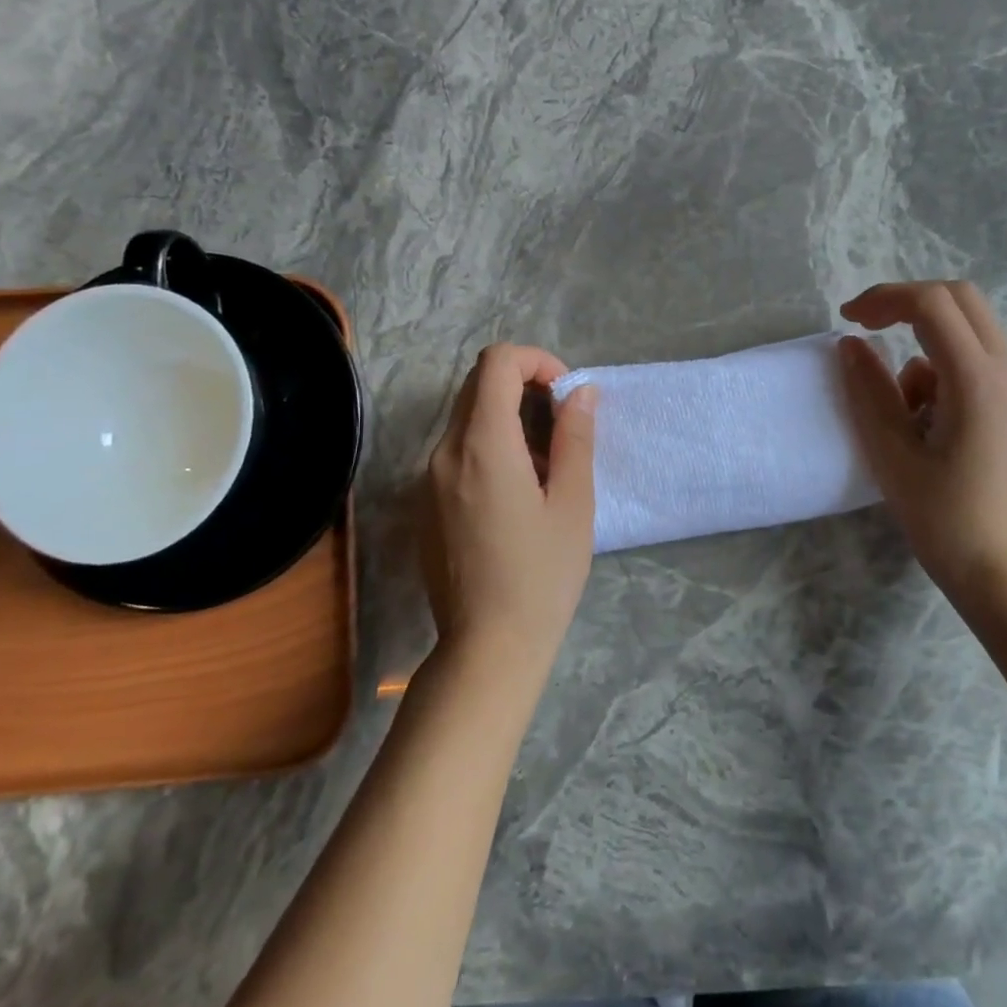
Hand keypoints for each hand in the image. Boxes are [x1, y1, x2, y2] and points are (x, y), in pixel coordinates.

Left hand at [422, 345, 596, 671]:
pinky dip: (489, 447)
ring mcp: (428, 479)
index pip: (496, 363)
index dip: (537, 361)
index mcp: (482, 445)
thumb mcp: (573, 504)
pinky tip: (517, 494)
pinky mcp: (426, 503)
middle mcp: (444, 452)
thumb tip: (580, 392)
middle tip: (562, 424)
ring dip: (508, 418)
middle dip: (524, 385)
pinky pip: (457, 451)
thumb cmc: (541, 575)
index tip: (566, 393)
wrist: (487, 646)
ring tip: (546, 466)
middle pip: (478, 385)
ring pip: (467, 418)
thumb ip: (575, 438)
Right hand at [837, 281, 1006, 609]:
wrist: (1001, 567)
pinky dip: (941, 366)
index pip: (932, 303)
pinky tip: (925, 418)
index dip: (884, 298)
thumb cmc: (942, 516)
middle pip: (958, 298)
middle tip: (867, 328)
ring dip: (924, 341)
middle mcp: (1006, 369)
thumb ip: (868, 390)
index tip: (847, 320)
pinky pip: (975, 357)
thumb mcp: (891, 452)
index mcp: (976, 379)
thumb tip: (851, 344)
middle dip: (906, 303)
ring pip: (968, 326)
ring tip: (901, 404)